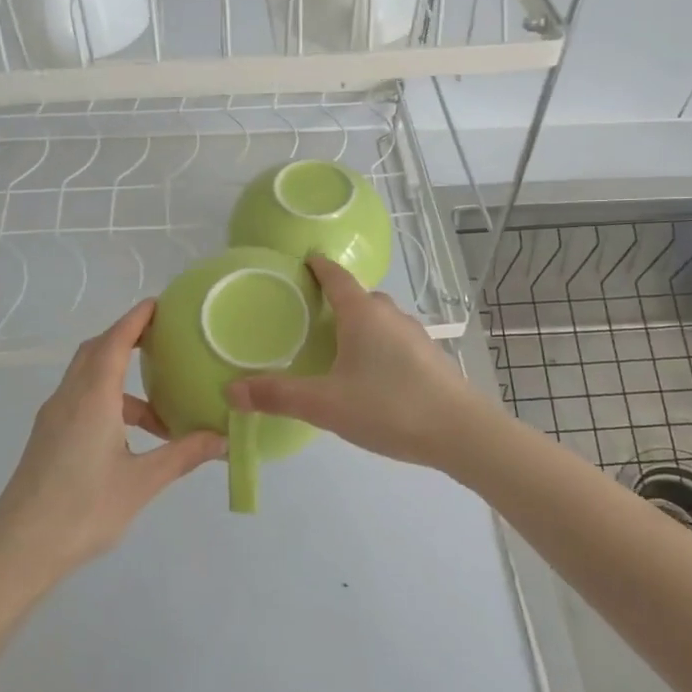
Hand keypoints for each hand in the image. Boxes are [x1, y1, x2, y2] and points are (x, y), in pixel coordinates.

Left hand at [0, 301, 223, 595]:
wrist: (17, 552)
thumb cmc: (82, 511)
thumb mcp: (141, 483)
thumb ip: (183, 455)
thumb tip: (223, 438)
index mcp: (91, 399)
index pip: (114, 342)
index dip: (136, 319)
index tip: (160, 303)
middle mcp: (68, 399)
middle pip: (95, 352)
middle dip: (126, 338)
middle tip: (163, 340)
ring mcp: (53, 419)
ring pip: (87, 379)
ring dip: (120, 379)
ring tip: (160, 407)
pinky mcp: (47, 439)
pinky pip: (80, 401)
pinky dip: (108, 401)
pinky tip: (131, 436)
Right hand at [227, 255, 496, 467]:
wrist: (461, 432)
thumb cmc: (389, 407)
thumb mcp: (326, 404)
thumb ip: (278, 396)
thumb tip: (231, 390)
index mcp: (363, 314)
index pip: (337, 277)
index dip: (318, 266)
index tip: (304, 259)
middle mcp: (391, 316)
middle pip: (360, 297)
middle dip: (336, 298)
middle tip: (310, 313)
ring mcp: (415, 336)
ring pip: (380, 320)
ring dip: (359, 323)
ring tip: (337, 345)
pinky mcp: (430, 358)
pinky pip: (395, 340)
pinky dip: (377, 345)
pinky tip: (371, 374)